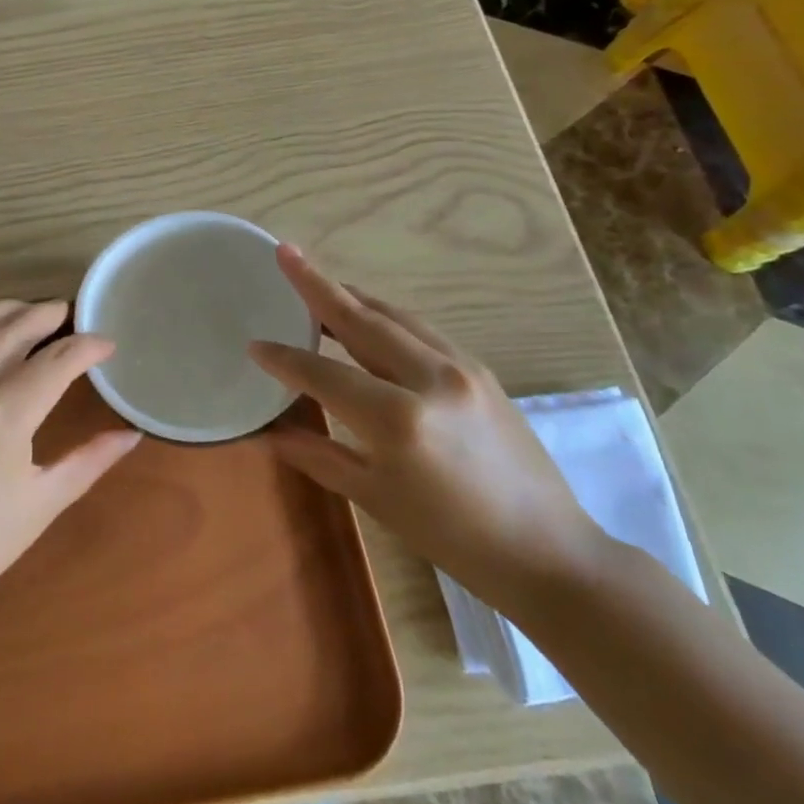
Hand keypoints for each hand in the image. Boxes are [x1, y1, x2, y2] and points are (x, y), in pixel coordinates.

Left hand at [0, 300, 140, 627]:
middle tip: (73, 316)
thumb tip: (131, 434)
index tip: (107, 345)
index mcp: (3, 416)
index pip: (56, 360)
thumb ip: (90, 460)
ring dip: (11, 311)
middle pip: (15, 326)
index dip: (88, 346)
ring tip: (35, 316)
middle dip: (49, 314)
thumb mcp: (41, 504)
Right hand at [249, 246, 601, 611]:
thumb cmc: (454, 538)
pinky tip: (368, 318)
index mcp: (398, 419)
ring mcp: (461, 367)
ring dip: (353, 296)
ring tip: (318, 280)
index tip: (254, 345)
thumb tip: (269, 433)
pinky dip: (385, 316)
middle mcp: (430, 378)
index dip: (285, 359)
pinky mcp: (480, 369)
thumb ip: (318, 456)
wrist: (549, 551)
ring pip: (394, 316)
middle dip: (318, 285)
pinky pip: (420, 329)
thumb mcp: (376, 499)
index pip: (324, 374)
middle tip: (285, 252)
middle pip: (361, 320)